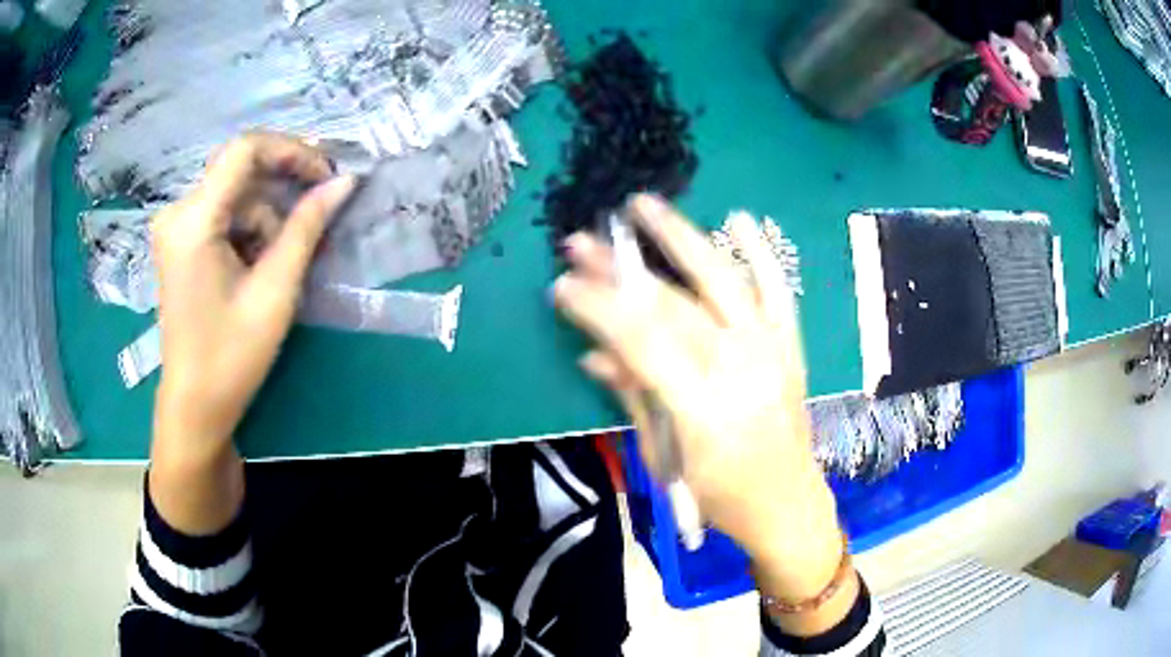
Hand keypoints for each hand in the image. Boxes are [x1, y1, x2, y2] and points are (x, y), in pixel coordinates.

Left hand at [151, 132, 354, 461]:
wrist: (195, 407)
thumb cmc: (231, 356)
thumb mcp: (275, 291)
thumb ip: (307, 227)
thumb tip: (344, 182)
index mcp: (193, 221)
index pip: (245, 150)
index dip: (292, 151)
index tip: (327, 175)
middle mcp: (177, 213)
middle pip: (240, 172)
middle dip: (281, 190)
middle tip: (317, 216)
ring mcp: (175, 228)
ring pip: (235, 196)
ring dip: (266, 220)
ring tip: (282, 264)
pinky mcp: (179, 243)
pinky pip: (223, 216)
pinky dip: (249, 232)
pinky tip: (259, 266)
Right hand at [554, 195, 844, 607]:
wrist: (787, 505)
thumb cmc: (719, 498)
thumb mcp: (664, 458)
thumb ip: (633, 397)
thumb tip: (593, 354)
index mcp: (704, 407)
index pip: (640, 341)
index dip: (598, 308)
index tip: (562, 284)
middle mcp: (740, 368)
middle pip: (671, 305)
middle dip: (620, 271)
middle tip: (583, 241)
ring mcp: (771, 351)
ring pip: (722, 281)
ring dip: (681, 238)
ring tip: (644, 204)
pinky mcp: (790, 347)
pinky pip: (777, 292)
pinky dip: (760, 254)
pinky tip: (739, 218)